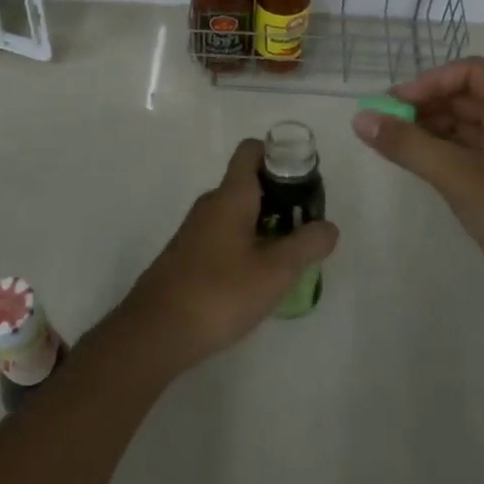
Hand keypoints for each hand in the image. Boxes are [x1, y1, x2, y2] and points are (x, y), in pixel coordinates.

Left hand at [117, 139, 338, 374]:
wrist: (155, 332)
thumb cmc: (219, 293)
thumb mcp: (275, 272)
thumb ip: (306, 245)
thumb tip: (329, 227)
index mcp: (231, 195)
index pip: (251, 151)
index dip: (278, 154)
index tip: (303, 178)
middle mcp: (211, 204)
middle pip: (248, 183)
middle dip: (280, 197)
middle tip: (305, 226)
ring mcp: (195, 231)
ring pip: (236, 212)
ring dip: (264, 225)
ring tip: (287, 256)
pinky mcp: (187, 256)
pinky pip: (223, 235)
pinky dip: (245, 244)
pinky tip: (256, 279)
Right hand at [355, 57, 483, 322]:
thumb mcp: (458, 176)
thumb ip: (408, 145)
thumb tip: (360, 118)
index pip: (470, 74)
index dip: (431, 82)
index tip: (395, 102)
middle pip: (464, 98)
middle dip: (424, 105)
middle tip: (383, 121)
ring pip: (462, 127)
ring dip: (427, 129)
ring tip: (390, 141)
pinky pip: (464, 153)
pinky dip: (437, 152)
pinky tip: (410, 161)